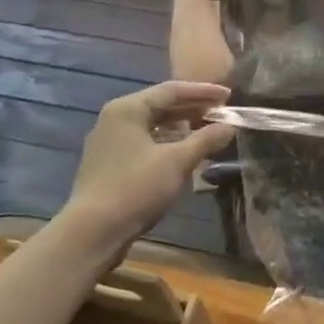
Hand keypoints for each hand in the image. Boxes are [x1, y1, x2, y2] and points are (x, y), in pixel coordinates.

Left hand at [69, 81, 235, 240]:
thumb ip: (206, 139)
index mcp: (128, 109)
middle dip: (193, 109)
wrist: (92, 233)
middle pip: (161, 106)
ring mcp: (110, 142)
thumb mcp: (177, 161)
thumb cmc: (136, 187)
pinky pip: (145, 143)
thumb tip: (231, 126)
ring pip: (153, 126)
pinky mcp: (110, 164)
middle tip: (221, 113)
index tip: (228, 95)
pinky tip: (185, 154)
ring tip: (208, 132)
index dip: (203, 92)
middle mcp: (115, 119)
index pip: (172, 90)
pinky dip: (167, 143)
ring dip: (182, 128)